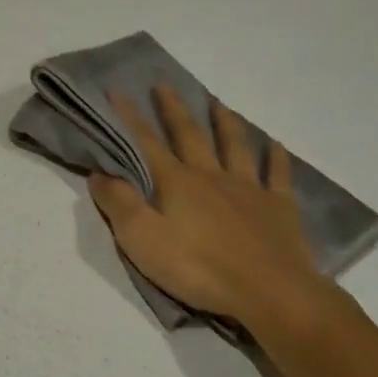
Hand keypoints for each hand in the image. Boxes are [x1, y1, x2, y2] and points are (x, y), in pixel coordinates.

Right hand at [88, 86, 338, 331]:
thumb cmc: (198, 267)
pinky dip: (274, 156)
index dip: (130, 118)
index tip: (118, 91)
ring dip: (224, 123)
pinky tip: (273, 143)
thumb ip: (118, 204)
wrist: (269, 291)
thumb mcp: (141, 240)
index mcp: (176, 183)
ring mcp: (249, 189)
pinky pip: (277, 174)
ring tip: (217, 103)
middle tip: (164, 85)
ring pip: (235, 146)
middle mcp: (211, 176)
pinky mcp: (278, 208)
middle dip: (173, 110)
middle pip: (190, 135)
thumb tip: (99, 173)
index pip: (146, 143)